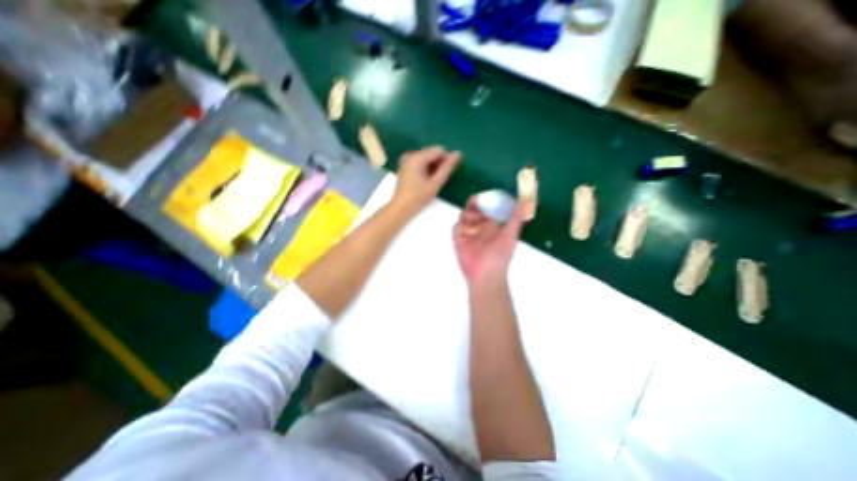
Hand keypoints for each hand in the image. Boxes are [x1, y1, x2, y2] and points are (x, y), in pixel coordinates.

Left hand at [390, 144, 461, 216]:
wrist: (400, 208)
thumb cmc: (418, 197)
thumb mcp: (435, 183)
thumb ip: (447, 168)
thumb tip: (458, 154)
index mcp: (418, 157)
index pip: (439, 150)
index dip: (447, 160)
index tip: (448, 173)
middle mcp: (411, 155)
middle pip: (432, 153)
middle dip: (439, 163)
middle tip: (440, 179)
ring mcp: (406, 160)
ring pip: (426, 158)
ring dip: (433, 167)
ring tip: (433, 181)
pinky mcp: (405, 167)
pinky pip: (419, 163)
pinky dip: (425, 169)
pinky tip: (426, 181)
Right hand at [452, 196, 533, 287]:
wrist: (486, 275)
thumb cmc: (500, 255)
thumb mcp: (510, 234)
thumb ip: (517, 217)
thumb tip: (529, 199)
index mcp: (493, 226)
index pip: (488, 209)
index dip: (486, 201)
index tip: (486, 195)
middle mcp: (480, 228)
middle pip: (474, 211)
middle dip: (474, 205)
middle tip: (474, 201)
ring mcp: (469, 234)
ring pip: (464, 218)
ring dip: (466, 214)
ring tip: (471, 217)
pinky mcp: (459, 241)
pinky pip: (456, 229)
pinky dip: (458, 226)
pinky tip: (463, 227)